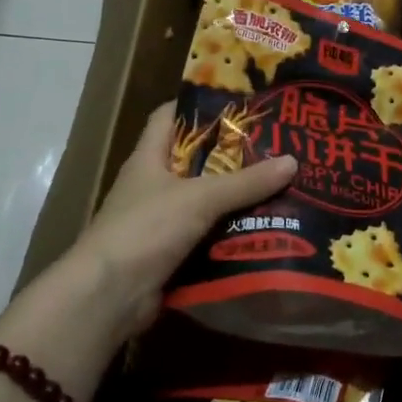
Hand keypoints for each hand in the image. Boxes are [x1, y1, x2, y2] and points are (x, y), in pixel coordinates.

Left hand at [70, 102, 296, 341]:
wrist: (108, 296)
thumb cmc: (146, 229)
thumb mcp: (200, 198)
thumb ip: (246, 182)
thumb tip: (292, 161)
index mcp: (149, 159)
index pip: (169, 117)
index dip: (199, 106)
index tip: (239, 105)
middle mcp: (152, 186)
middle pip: (195, 161)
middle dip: (233, 157)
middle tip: (275, 150)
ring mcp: (159, 223)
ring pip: (205, 203)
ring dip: (236, 200)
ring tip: (281, 189)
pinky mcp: (169, 256)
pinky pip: (206, 238)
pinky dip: (231, 236)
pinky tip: (264, 231)